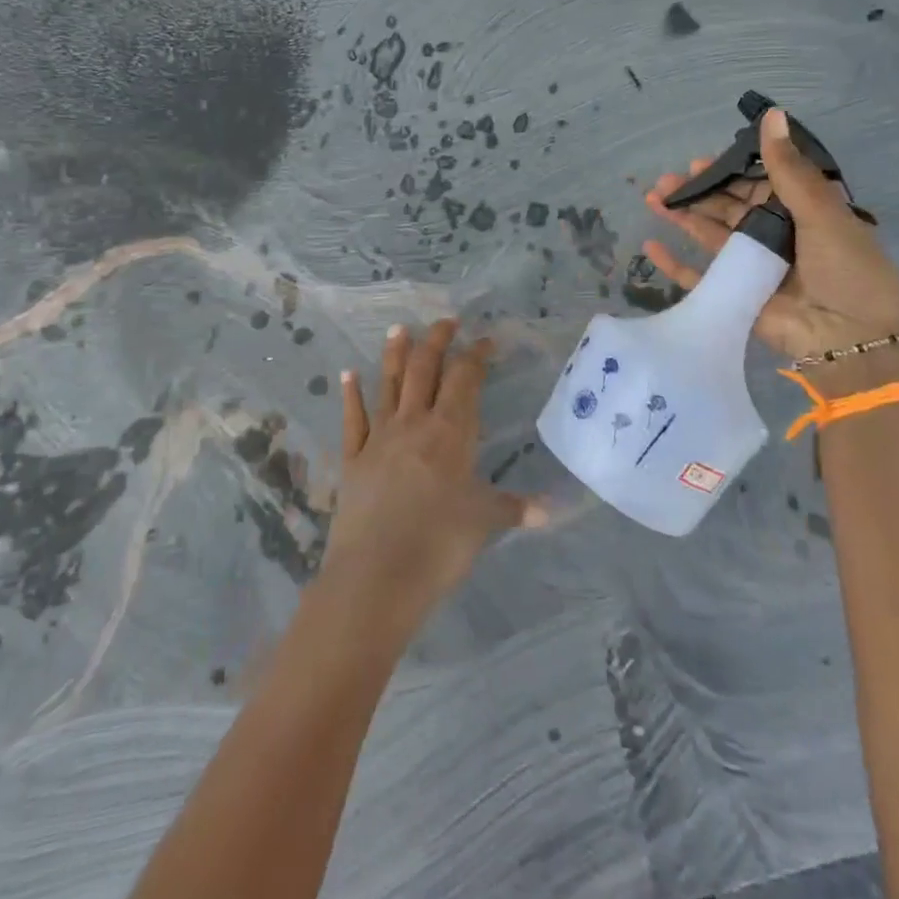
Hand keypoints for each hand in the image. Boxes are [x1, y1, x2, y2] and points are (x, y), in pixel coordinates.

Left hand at [320, 321, 544, 644]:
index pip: (465, 378)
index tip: (486, 341)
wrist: (376, 577)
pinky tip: (347, 375)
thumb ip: (514, 509)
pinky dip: (350, 394)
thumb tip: (551, 512)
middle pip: (424, 369)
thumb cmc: (439, 545)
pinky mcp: (353, 459)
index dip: (476, 355)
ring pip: (388, 384)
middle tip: (445, 321)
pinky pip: (352, 419)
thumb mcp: (484, 523)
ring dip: (394, 354)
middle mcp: (414, 423)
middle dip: (436, 341)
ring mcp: (379, 438)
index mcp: (450, 431)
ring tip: (398, 328)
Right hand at [645, 108, 898, 365]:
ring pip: (710, 236)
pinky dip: (675, 264)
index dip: (727, 172)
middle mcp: (774, 237)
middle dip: (697, 193)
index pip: (756, 185)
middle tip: (665, 182)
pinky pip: (699, 277)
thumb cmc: (846, 266)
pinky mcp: (735, 296)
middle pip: (727, 209)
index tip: (699, 161)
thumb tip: (771, 113)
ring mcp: (752, 267)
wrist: (853, 335)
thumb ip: (787, 168)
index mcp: (799, 213)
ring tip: (653, 200)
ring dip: (682, 218)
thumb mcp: (820, 210)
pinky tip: (651, 246)